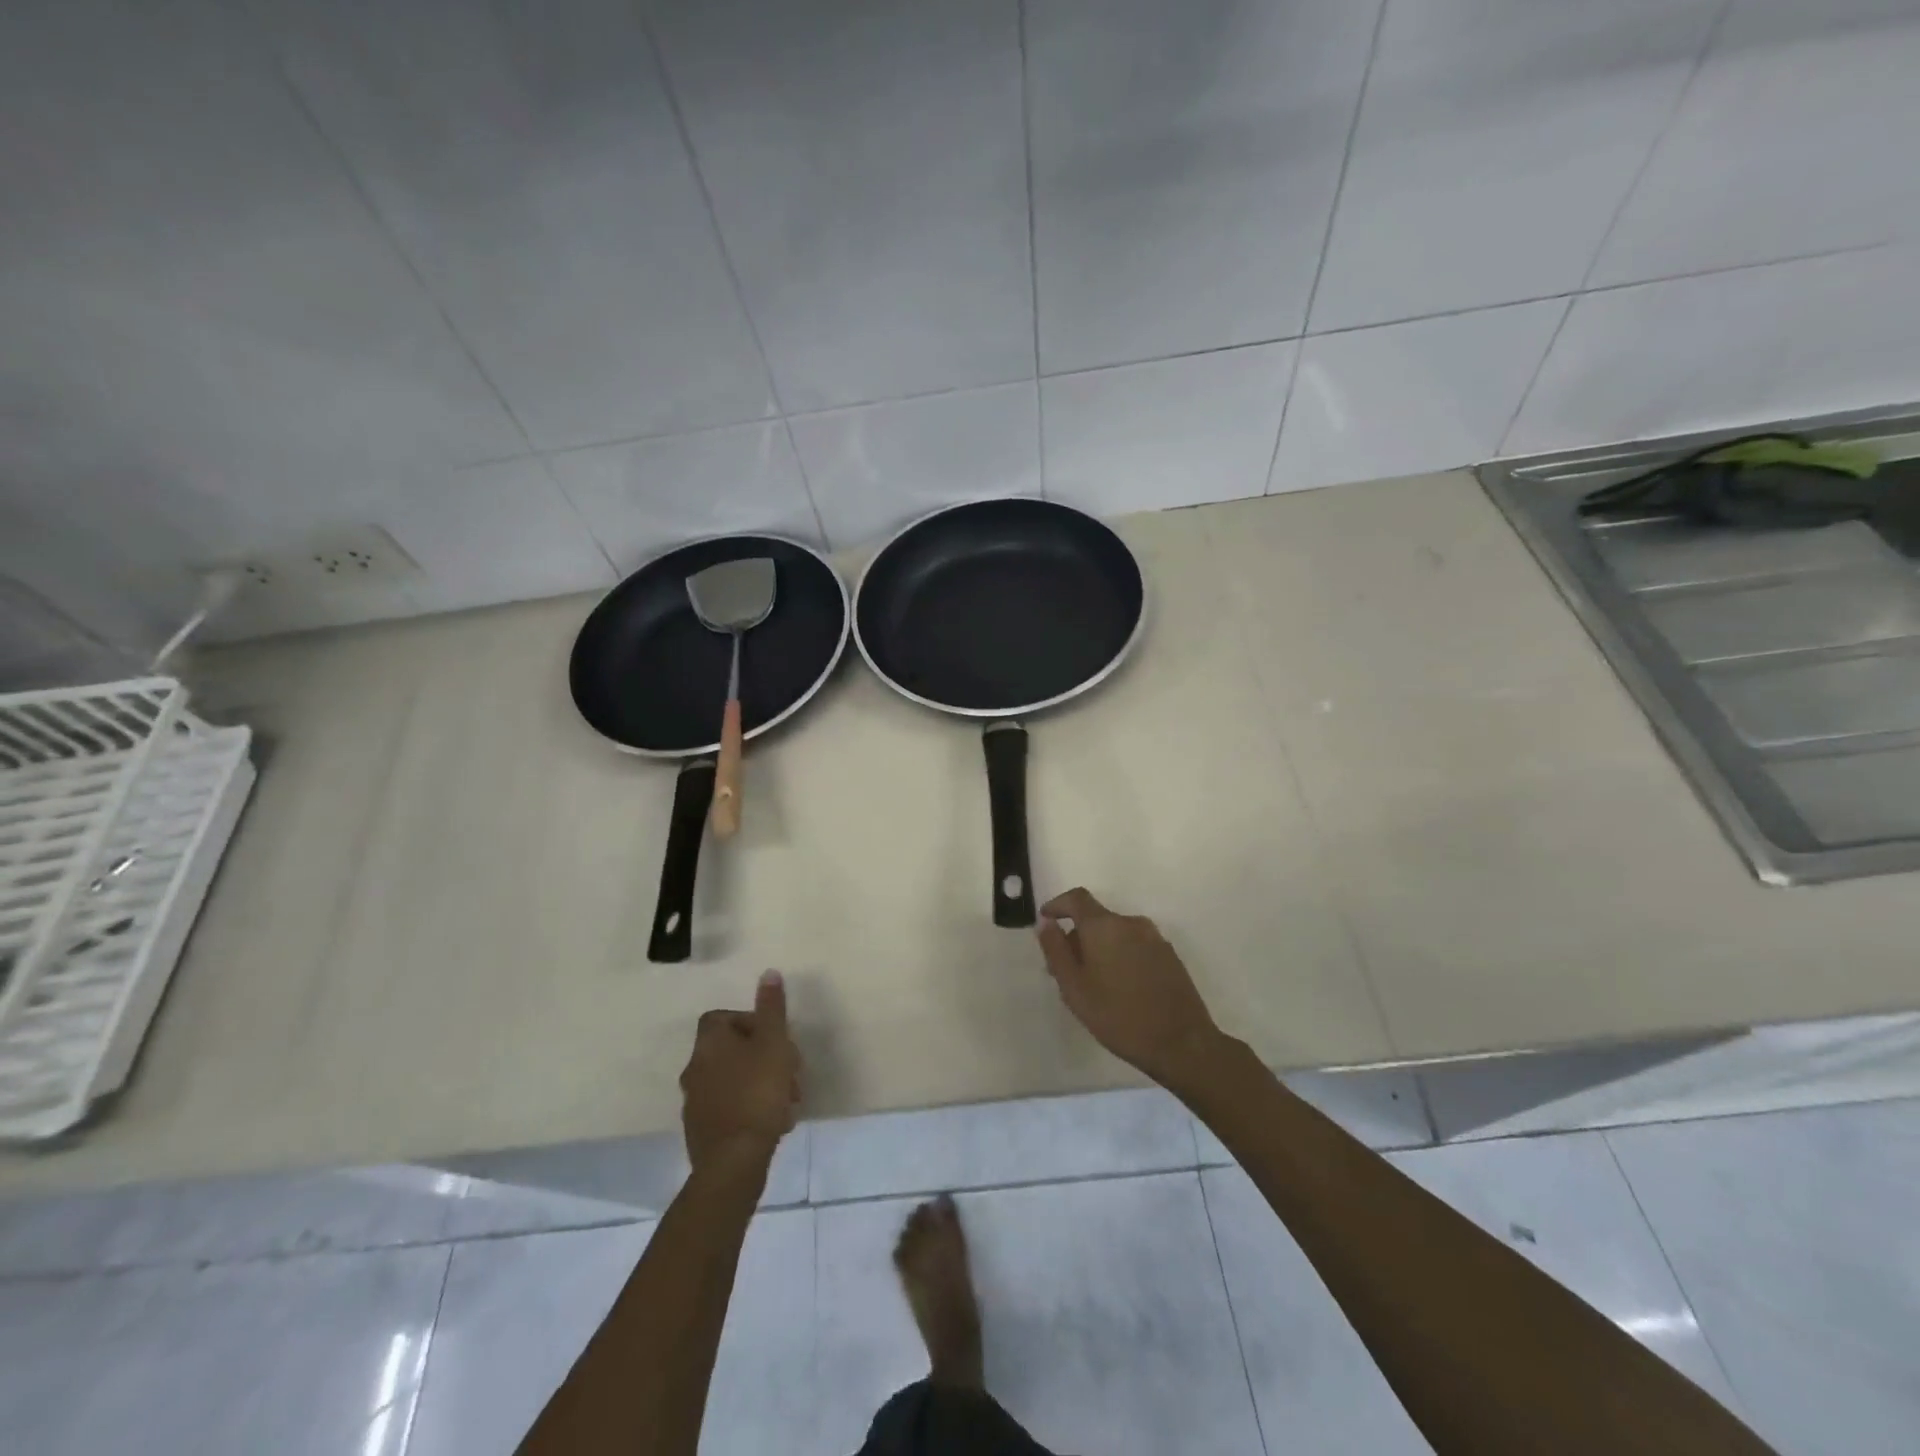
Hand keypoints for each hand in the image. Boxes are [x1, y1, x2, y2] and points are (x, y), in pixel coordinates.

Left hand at [680, 970, 801, 1172]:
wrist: (734, 1161)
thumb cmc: (757, 1092)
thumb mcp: (774, 1043)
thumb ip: (772, 1008)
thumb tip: (768, 973)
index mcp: (709, 1043)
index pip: (722, 1018)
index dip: (750, 1022)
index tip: (774, 1037)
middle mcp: (694, 1068)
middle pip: (731, 1050)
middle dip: (763, 1057)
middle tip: (790, 1071)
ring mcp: (694, 1102)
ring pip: (733, 1080)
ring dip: (760, 1083)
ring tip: (788, 1101)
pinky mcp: (700, 1131)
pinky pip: (729, 1107)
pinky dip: (749, 1108)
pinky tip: (773, 1122)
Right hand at [1036, 888, 1223, 1087]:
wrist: (1182, 1043)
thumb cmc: (1118, 1016)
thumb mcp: (1074, 988)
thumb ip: (1056, 950)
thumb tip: (1045, 922)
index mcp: (1104, 926)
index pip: (1076, 898)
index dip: (1058, 905)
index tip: (1046, 921)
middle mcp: (1131, 923)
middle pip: (1096, 918)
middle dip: (1077, 938)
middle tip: (1065, 971)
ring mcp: (1154, 938)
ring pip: (1116, 934)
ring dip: (1099, 949)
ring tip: (1091, 985)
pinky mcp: (1169, 956)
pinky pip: (1135, 946)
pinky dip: (1120, 957)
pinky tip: (1119, 989)